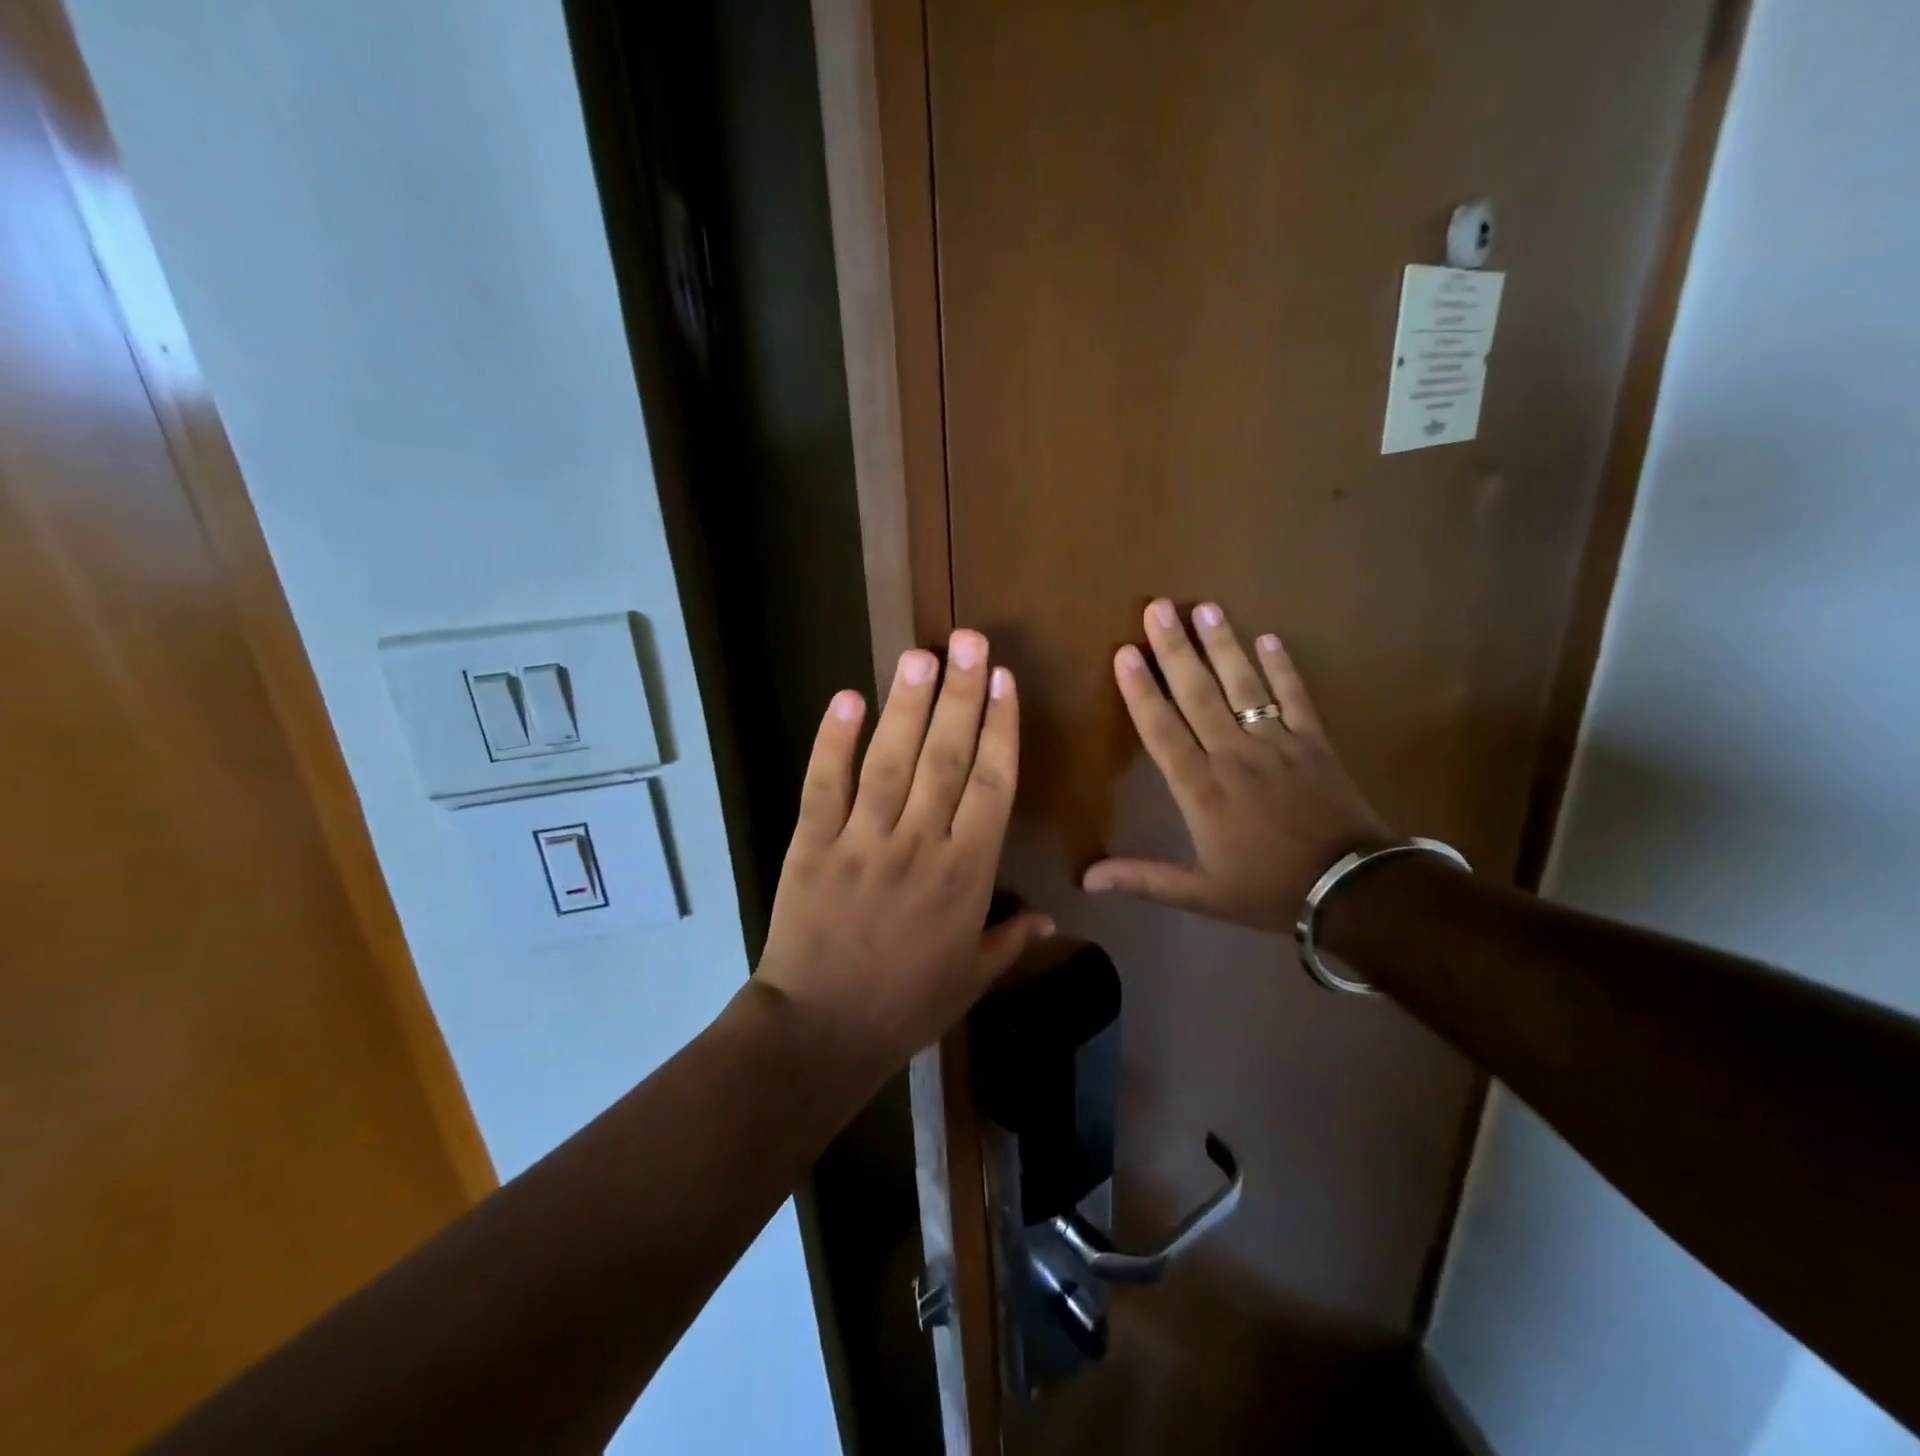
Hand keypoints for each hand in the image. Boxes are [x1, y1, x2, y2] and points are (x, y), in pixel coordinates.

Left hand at [758, 631, 1054, 1073]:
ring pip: (891, 761)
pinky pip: (824, 785)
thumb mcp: (971, 980)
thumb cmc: (905, 1006)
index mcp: (965, 876)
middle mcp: (919, 845)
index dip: (999, 730)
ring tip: (923, 655)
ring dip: (908, 705)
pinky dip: (834, 741)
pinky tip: (847, 698)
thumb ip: (1011, 941)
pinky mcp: (812, 843)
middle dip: (962, 695)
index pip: (991, 787)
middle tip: (971, 641)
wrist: (820, 1032)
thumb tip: (1052, 917)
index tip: (1005, 682)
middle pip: (946, 759)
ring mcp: (862, 840)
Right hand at [1083, 599, 1393, 931]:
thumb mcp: (1200, 894)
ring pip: (1244, 686)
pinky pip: (1294, 697)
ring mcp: (1277, 743)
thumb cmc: (1268, 888)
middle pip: (1199, 694)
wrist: (1352, 890)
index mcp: (1201, 789)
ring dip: (1224, 646)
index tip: (1125, 652)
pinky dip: (1283, 667)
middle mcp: (1233, 755)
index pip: (1162, 730)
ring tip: (1206, 608)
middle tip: (1159, 607)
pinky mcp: (1313, 742)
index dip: (1141, 690)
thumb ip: (1143, 880)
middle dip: (1176, 649)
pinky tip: (1269, 638)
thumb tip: (1087, 879)